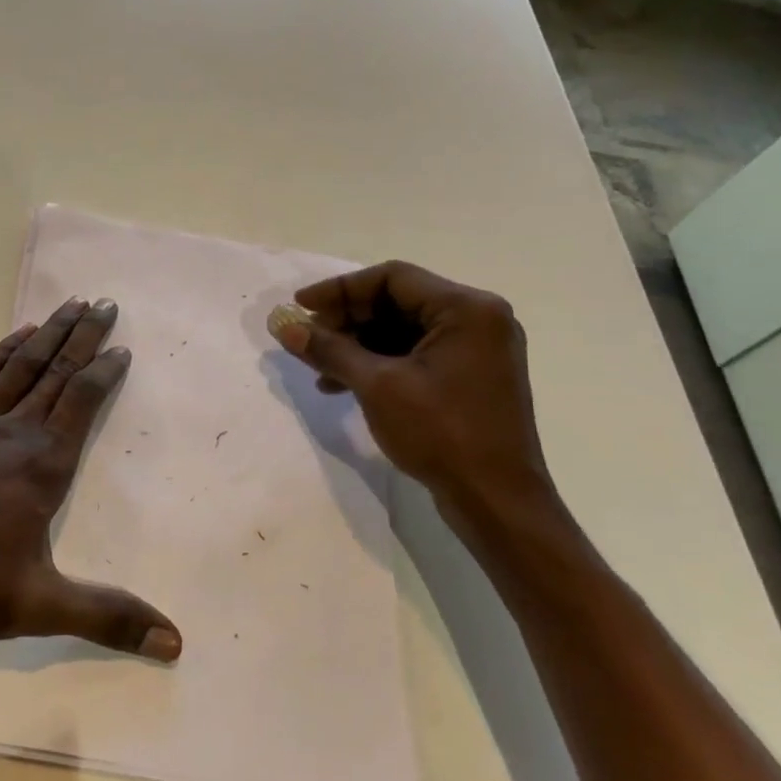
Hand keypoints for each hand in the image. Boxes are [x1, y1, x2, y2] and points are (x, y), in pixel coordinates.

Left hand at [0, 297, 181, 661]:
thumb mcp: (41, 606)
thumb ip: (109, 618)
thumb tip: (176, 643)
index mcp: (42, 464)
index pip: (83, 402)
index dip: (105, 372)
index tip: (122, 347)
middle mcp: (12, 431)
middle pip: (56, 372)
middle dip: (83, 336)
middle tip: (105, 303)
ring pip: (19, 366)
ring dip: (47, 334)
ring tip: (70, 305)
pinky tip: (14, 337)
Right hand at [267, 262, 552, 524]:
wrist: (497, 502)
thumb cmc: (442, 434)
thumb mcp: (377, 386)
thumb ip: (330, 350)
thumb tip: (284, 327)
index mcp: (466, 309)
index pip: (392, 278)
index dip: (340, 289)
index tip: (300, 306)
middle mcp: (477, 319)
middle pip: (396, 302)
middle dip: (346, 320)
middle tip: (306, 339)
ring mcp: (476, 350)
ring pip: (401, 330)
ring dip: (357, 344)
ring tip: (318, 368)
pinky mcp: (468, 377)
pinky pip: (414, 354)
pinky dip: (378, 364)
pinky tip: (342, 385)